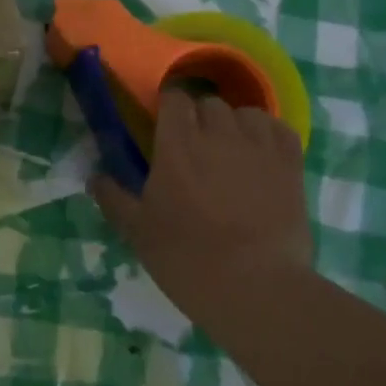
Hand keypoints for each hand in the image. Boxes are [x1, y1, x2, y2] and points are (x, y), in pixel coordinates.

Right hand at [90, 91, 311, 311]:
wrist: (255, 287)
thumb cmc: (187, 258)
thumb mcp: (138, 232)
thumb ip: (114, 199)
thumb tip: (94, 177)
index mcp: (177, 144)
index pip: (174, 99)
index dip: (168, 108)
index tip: (164, 127)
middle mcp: (218, 134)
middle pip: (209, 103)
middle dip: (200, 118)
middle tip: (194, 148)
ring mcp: (259, 147)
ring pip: (246, 112)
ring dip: (235, 124)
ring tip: (231, 150)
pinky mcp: (291, 164)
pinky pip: (280, 129)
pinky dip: (269, 134)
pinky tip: (263, 154)